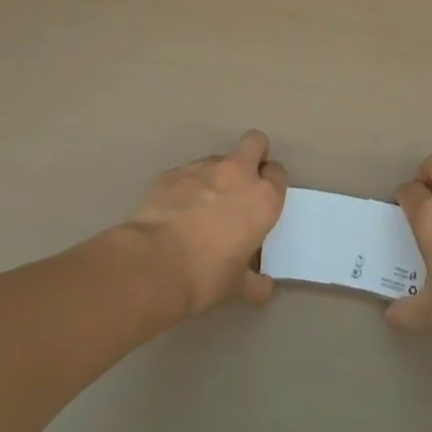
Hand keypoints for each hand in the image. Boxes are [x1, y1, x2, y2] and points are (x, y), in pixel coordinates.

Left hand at [126, 130, 286, 316]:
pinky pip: (186, 174)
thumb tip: (265, 288)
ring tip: (200, 208)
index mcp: (262, 199)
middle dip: (253, 155)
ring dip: (215, 177)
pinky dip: (186, 188)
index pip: (278, 173)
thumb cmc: (205, 276)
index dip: (271, 184)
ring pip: (217, 160)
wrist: (153, 264)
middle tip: (242, 184)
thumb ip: (255, 283)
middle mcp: (237, 174)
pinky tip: (174, 213)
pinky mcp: (173, 172)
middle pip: (255, 142)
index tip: (261, 201)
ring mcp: (202, 168)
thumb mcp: (237, 287)